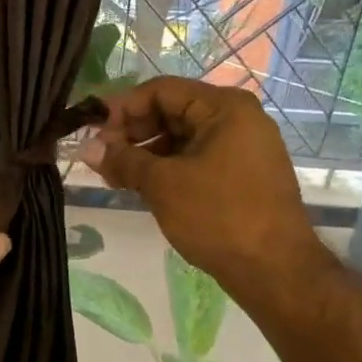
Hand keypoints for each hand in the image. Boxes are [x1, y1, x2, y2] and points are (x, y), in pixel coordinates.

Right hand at [78, 77, 322, 294]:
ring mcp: (242, 147)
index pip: (161, 90)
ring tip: (114, 176)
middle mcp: (237, 119)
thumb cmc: (218, 216)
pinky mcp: (241, 174)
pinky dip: (166, 168)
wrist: (275, 270)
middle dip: (132, 132)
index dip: (122, 107)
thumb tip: (86, 148)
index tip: (92, 130)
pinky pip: (195, 158)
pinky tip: (140, 186)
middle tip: (100, 157)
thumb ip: (122, 160)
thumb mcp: (162, 184)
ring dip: (145, 153)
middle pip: (171, 111)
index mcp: (224, 108)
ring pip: (181, 138)